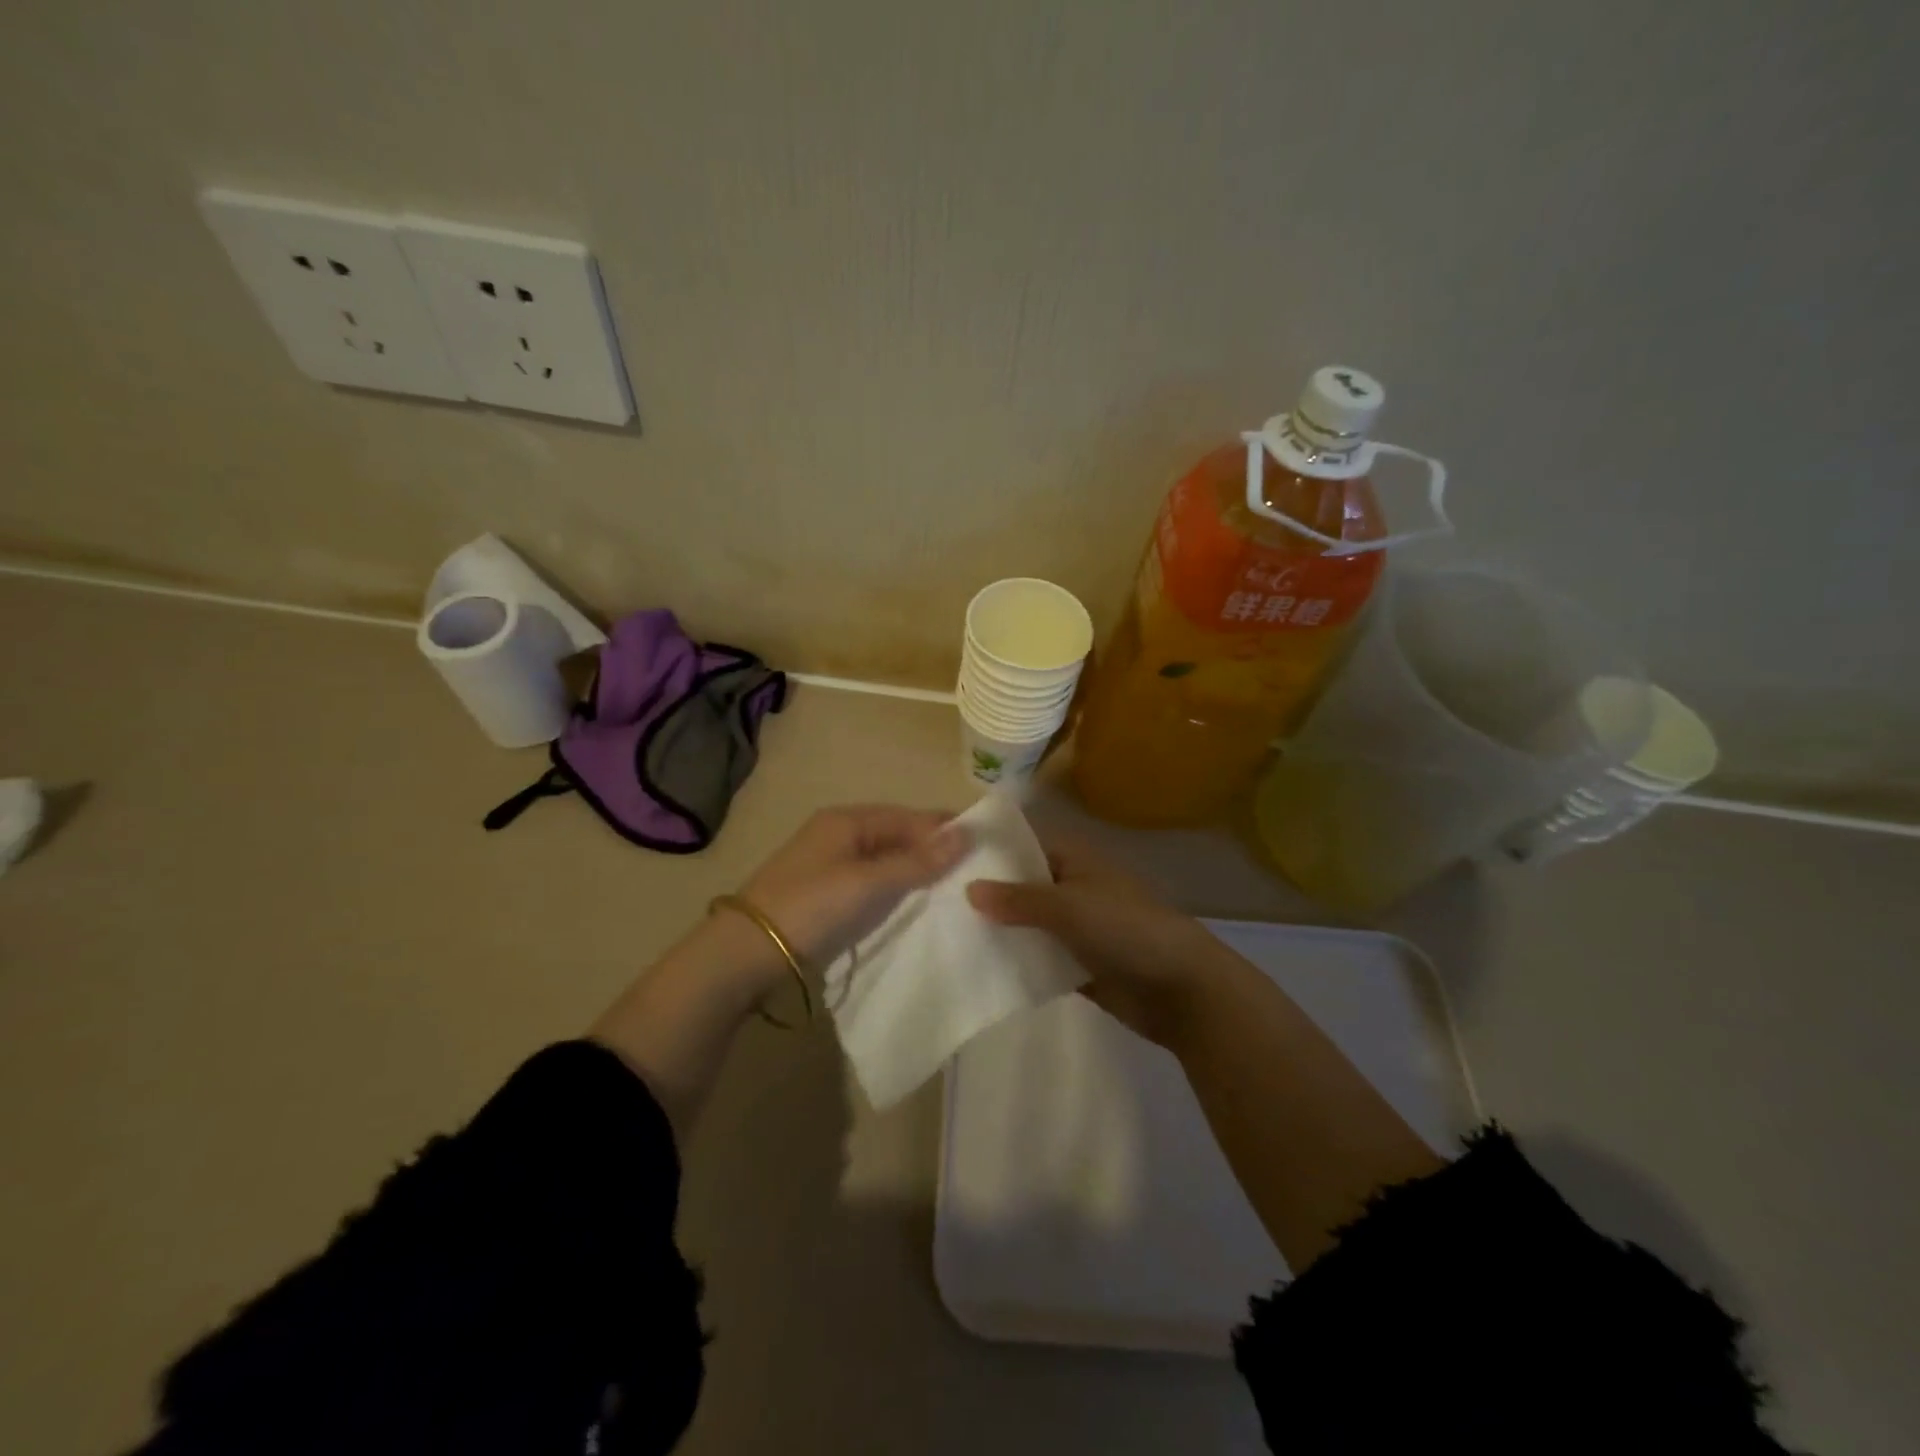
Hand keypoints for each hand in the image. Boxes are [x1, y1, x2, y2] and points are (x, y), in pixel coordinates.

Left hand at [738, 805, 968, 973]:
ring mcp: (830, 864)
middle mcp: (838, 834)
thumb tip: (965, 835)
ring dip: (914, 871)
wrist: (747, 951)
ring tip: (951, 887)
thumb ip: (915, 861)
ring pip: (885, 860)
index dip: (941, 828)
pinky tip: (915, 903)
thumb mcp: (867, 882)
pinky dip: (895, 888)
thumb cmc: (811, 905)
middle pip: (896, 835)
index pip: (906, 816)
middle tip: (971, 869)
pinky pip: (872, 882)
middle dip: (931, 849)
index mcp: (846, 820)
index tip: (981, 842)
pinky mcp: (826, 893)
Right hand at [966, 834, 1228, 1044]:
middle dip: (987, 896)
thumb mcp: (1069, 906)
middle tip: (933, 903)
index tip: (944, 859)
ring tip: (945, 937)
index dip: (989, 851)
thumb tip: (968, 888)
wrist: (1181, 989)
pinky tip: (977, 970)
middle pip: (1022, 888)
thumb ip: (1018, 899)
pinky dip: (1017, 963)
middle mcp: (1072, 889)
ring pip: (1028, 925)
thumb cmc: (1126, 930)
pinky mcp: (1077, 965)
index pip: (1023, 846)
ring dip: (999, 932)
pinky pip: (1039, 959)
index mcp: (1074, 861)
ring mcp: (1075, 929)